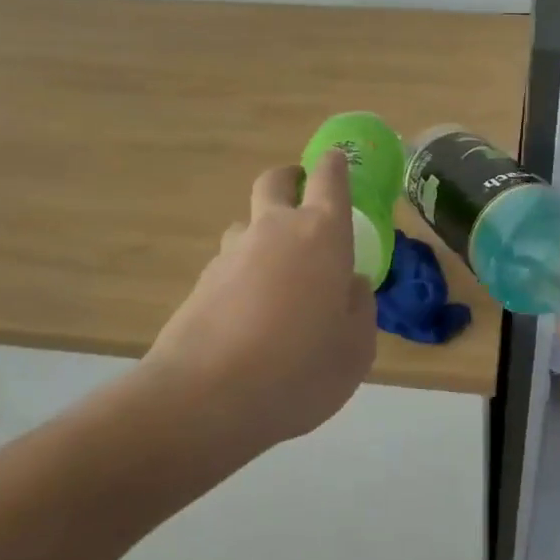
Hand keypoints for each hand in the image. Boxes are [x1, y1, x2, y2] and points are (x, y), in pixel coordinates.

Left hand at [144, 151, 376, 449]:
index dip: (335, 165)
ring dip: (264, 235)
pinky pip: (230, 266)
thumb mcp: (356, 349)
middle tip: (302, 198)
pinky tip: (250, 318)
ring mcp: (230, 254)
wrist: (206, 399)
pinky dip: (243, 277)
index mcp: (321, 235)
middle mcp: (274, 231)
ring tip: (278, 278)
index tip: (336, 160)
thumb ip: (359, 307)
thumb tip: (349, 284)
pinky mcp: (200, 283)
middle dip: (290, 180)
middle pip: (275, 182)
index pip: (330, 180)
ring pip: (248, 225)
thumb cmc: (301, 369)